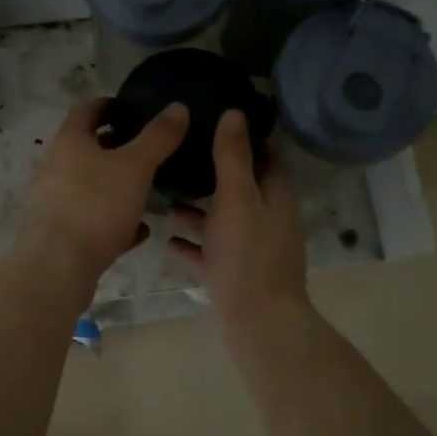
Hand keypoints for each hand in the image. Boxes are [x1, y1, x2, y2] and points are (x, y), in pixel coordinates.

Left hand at [18, 98, 188, 284]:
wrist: (57, 266)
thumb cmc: (95, 205)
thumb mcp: (135, 166)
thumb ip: (158, 137)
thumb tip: (178, 107)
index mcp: (69, 142)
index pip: (87, 110)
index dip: (110, 105)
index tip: (134, 109)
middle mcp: (55, 167)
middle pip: (87, 149)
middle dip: (117, 147)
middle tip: (148, 150)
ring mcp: (54, 202)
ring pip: (91, 186)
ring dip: (117, 185)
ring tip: (148, 189)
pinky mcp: (60, 233)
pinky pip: (92, 219)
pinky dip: (114, 220)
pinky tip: (138, 230)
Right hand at [168, 110, 308, 325]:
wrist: (257, 322)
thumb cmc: (248, 255)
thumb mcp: (237, 198)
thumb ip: (233, 157)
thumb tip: (234, 113)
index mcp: (274, 197)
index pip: (263, 158)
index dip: (241, 139)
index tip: (210, 123)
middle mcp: (266, 220)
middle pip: (239, 189)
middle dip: (211, 174)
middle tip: (177, 157)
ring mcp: (251, 250)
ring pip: (222, 221)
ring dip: (197, 209)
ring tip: (162, 196)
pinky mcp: (234, 275)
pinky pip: (210, 252)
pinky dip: (192, 243)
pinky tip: (165, 238)